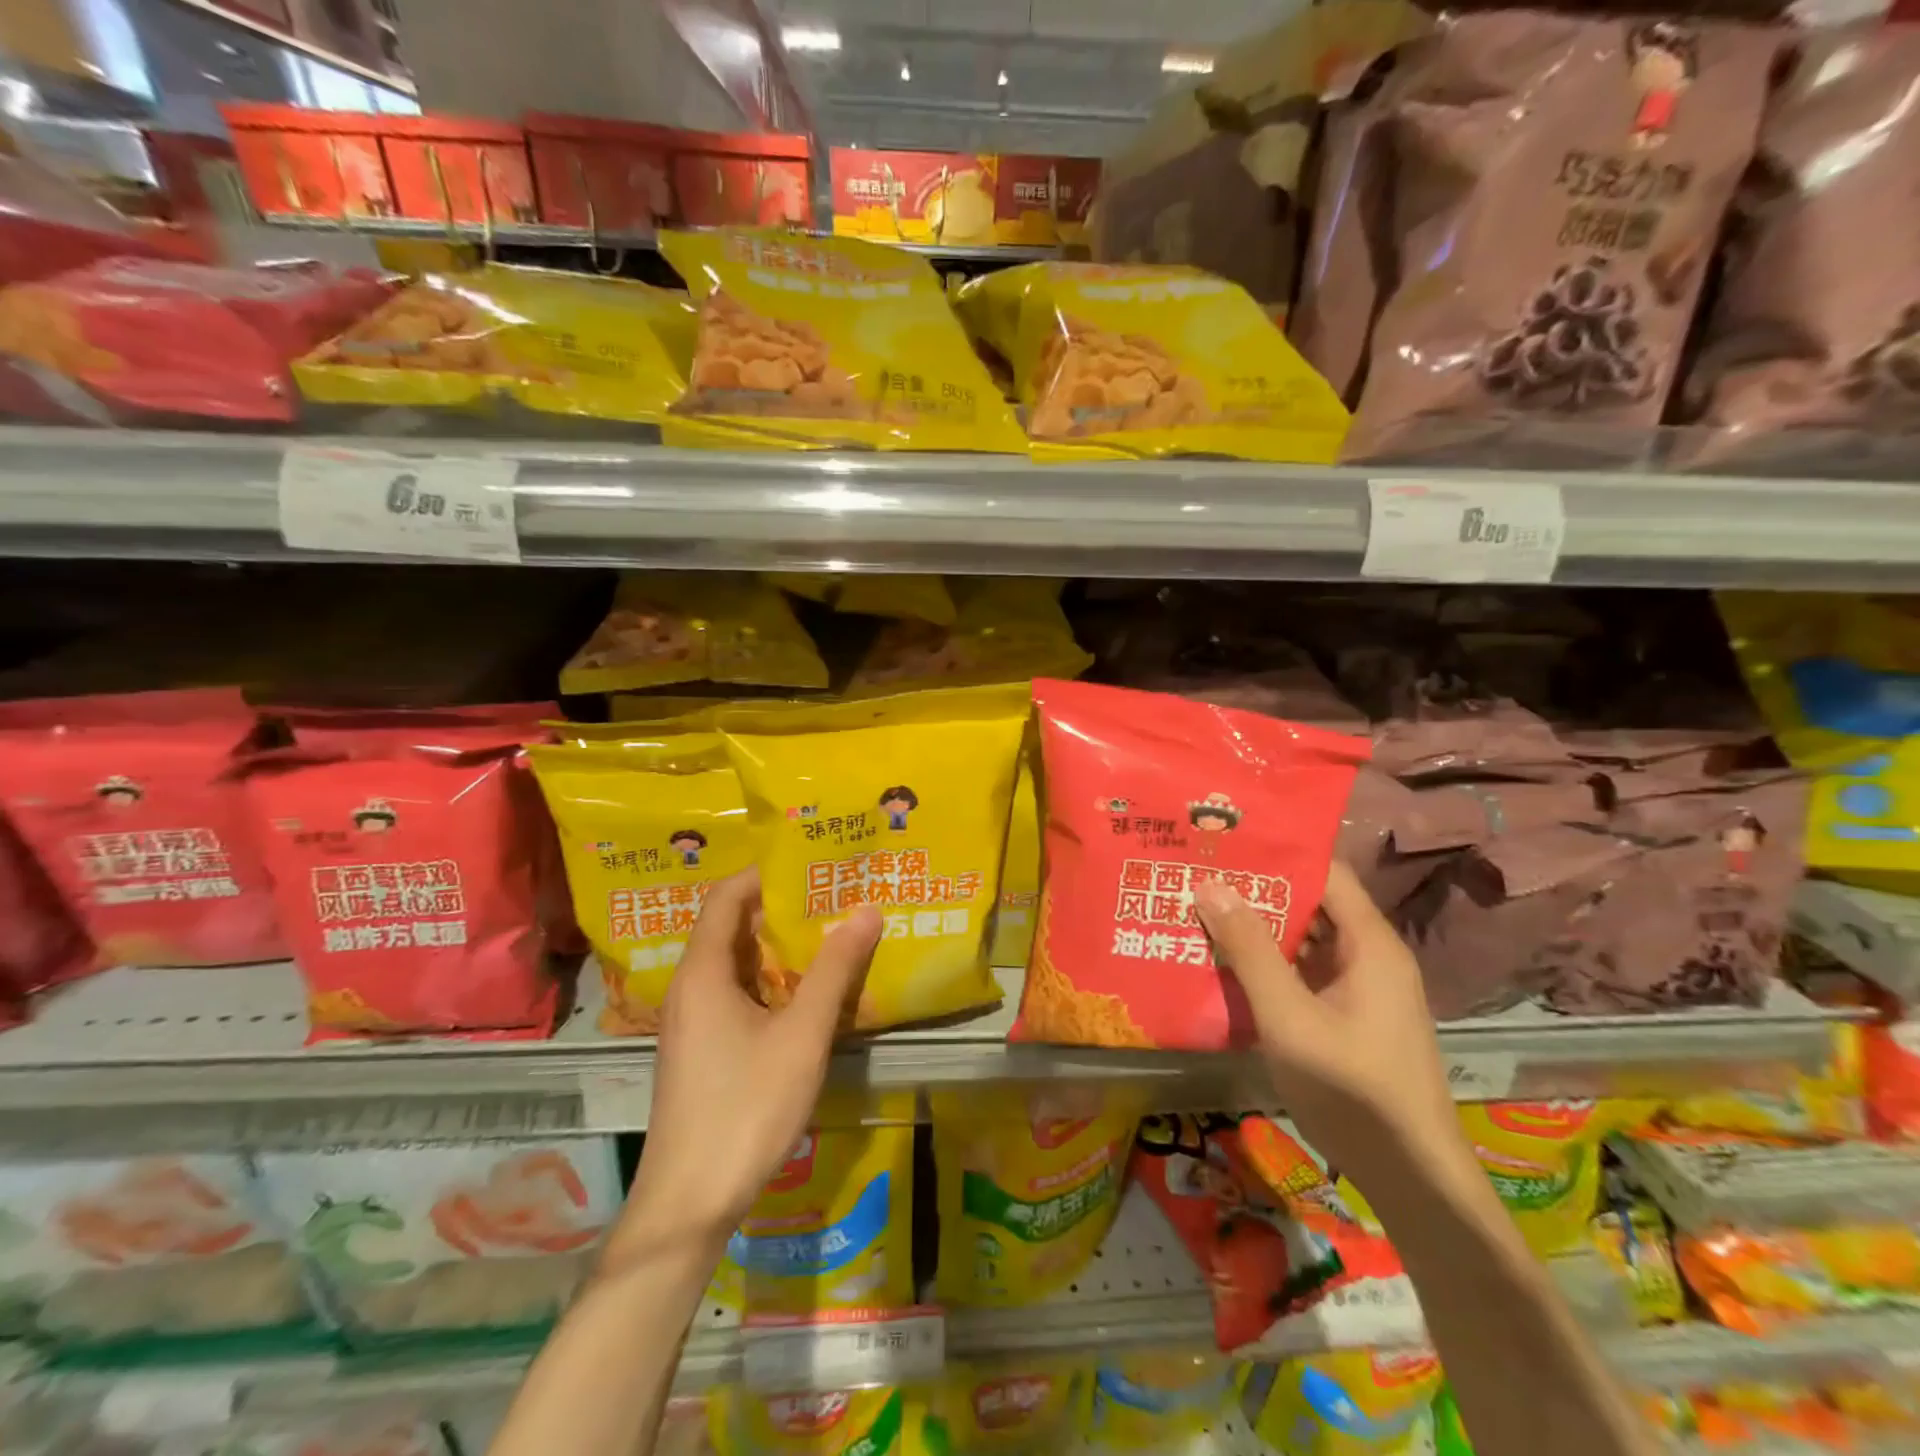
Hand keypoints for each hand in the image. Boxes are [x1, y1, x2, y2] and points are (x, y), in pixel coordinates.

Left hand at [621, 869, 881, 1251]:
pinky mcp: (700, 1050)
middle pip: (730, 928)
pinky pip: (734, 995)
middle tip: (832, 895)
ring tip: (828, 935)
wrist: (689, 1203)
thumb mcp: (801, 1035)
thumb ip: (834, 970)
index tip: (810, 863)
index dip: (763, 873)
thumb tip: (866, 909)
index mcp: (703, 973)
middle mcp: (689, 988)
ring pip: (734, 965)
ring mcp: (691, 1022)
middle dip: (779, 908)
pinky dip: (768, 982)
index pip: (725, 897)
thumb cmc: (746, 1107)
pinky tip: (806, 995)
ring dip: (777, 948)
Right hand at [1194, 862, 1460, 1187]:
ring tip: (1200, 908)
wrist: (1411, 1178)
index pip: (1324, 872)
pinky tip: (1224, 962)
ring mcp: (1359, 988)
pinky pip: (1303, 971)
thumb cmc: (1353, 1090)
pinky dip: (1267, 961)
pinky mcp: (1347, 1016)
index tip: (1225, 841)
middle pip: (1311, 902)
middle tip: (1198, 872)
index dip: (1277, 852)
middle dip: (1256, 888)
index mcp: (1370, 944)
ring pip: (1304, 938)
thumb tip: (1210, 885)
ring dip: (1257, 926)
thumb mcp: (1289, 1017)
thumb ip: (1250, 950)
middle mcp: (1369, 956)